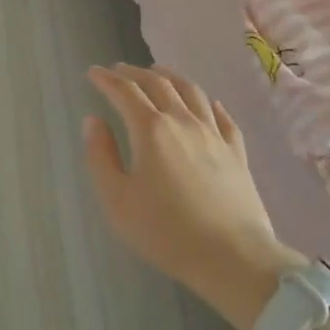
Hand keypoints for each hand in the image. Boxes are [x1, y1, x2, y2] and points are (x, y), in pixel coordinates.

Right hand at [83, 63, 306, 329]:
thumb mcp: (117, 200)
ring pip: (191, 92)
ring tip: (158, 72)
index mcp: (150, 129)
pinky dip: (208, 102)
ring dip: (170, 76)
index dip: (106, 79)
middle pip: (157, 83)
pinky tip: (206, 103)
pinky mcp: (237, 152)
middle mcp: (182, 121)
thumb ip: (100, 156)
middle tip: (119, 70)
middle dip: (134, 73)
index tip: (93, 72)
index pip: (124, 92)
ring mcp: (213, 135)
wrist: (234, 259)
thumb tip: (93, 121)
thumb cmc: (167, 232)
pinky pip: (222, 116)